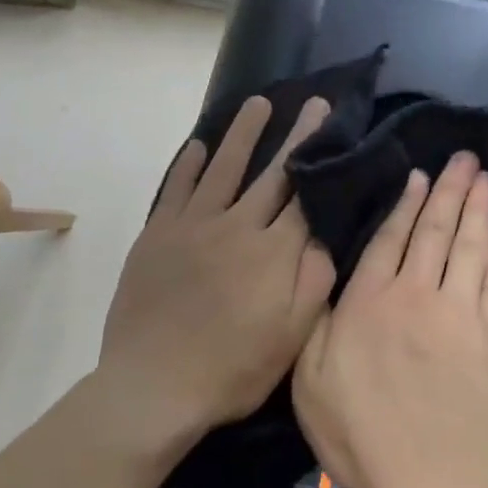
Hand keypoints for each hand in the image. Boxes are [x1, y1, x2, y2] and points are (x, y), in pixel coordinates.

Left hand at [99, 94, 335, 438]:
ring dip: (242, 134)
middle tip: (311, 103)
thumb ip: (314, 282)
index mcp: (273, 252)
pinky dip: (189, 164)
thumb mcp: (291, 338)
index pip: (305, 194)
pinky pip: (177, 188)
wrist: (154, 385)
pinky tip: (198, 145)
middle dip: (295, 135)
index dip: (320, 158)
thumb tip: (326, 235)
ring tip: (256, 103)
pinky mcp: (158, 234)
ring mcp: (193, 225)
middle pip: (271, 173)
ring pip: (224, 168)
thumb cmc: (231, 369)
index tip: (333, 128)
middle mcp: (236, 226)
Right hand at [292, 153, 487, 487]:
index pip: (390, 239)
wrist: (440, 476)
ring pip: (470, 245)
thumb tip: (329, 284)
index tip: (418, 175)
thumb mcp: (311, 383)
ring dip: (478, 208)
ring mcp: (460, 311)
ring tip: (486, 176)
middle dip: (449, 189)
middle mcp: (417, 293)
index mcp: (370, 301)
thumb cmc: (365, 434)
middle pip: (435, 230)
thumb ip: (320, 326)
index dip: (405, 204)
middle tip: (464, 157)